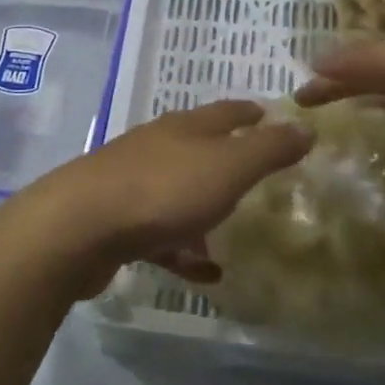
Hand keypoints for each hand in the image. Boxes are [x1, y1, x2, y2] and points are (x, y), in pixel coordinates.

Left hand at [9, 101, 313, 296]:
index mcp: (184, 128)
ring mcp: (131, 184)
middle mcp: (156, 148)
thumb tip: (305, 126)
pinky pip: (161, 235)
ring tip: (233, 230)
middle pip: (197, 148)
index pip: (224, 111)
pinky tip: (204, 272)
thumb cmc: (162, 190)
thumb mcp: (227, 167)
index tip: (267, 113)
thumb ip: (268, 149)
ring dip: (204, 208)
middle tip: (256, 173)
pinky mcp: (116, 222)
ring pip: (178, 192)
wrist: (79, 227)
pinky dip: (184, 249)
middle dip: (226, 158)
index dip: (249, 112)